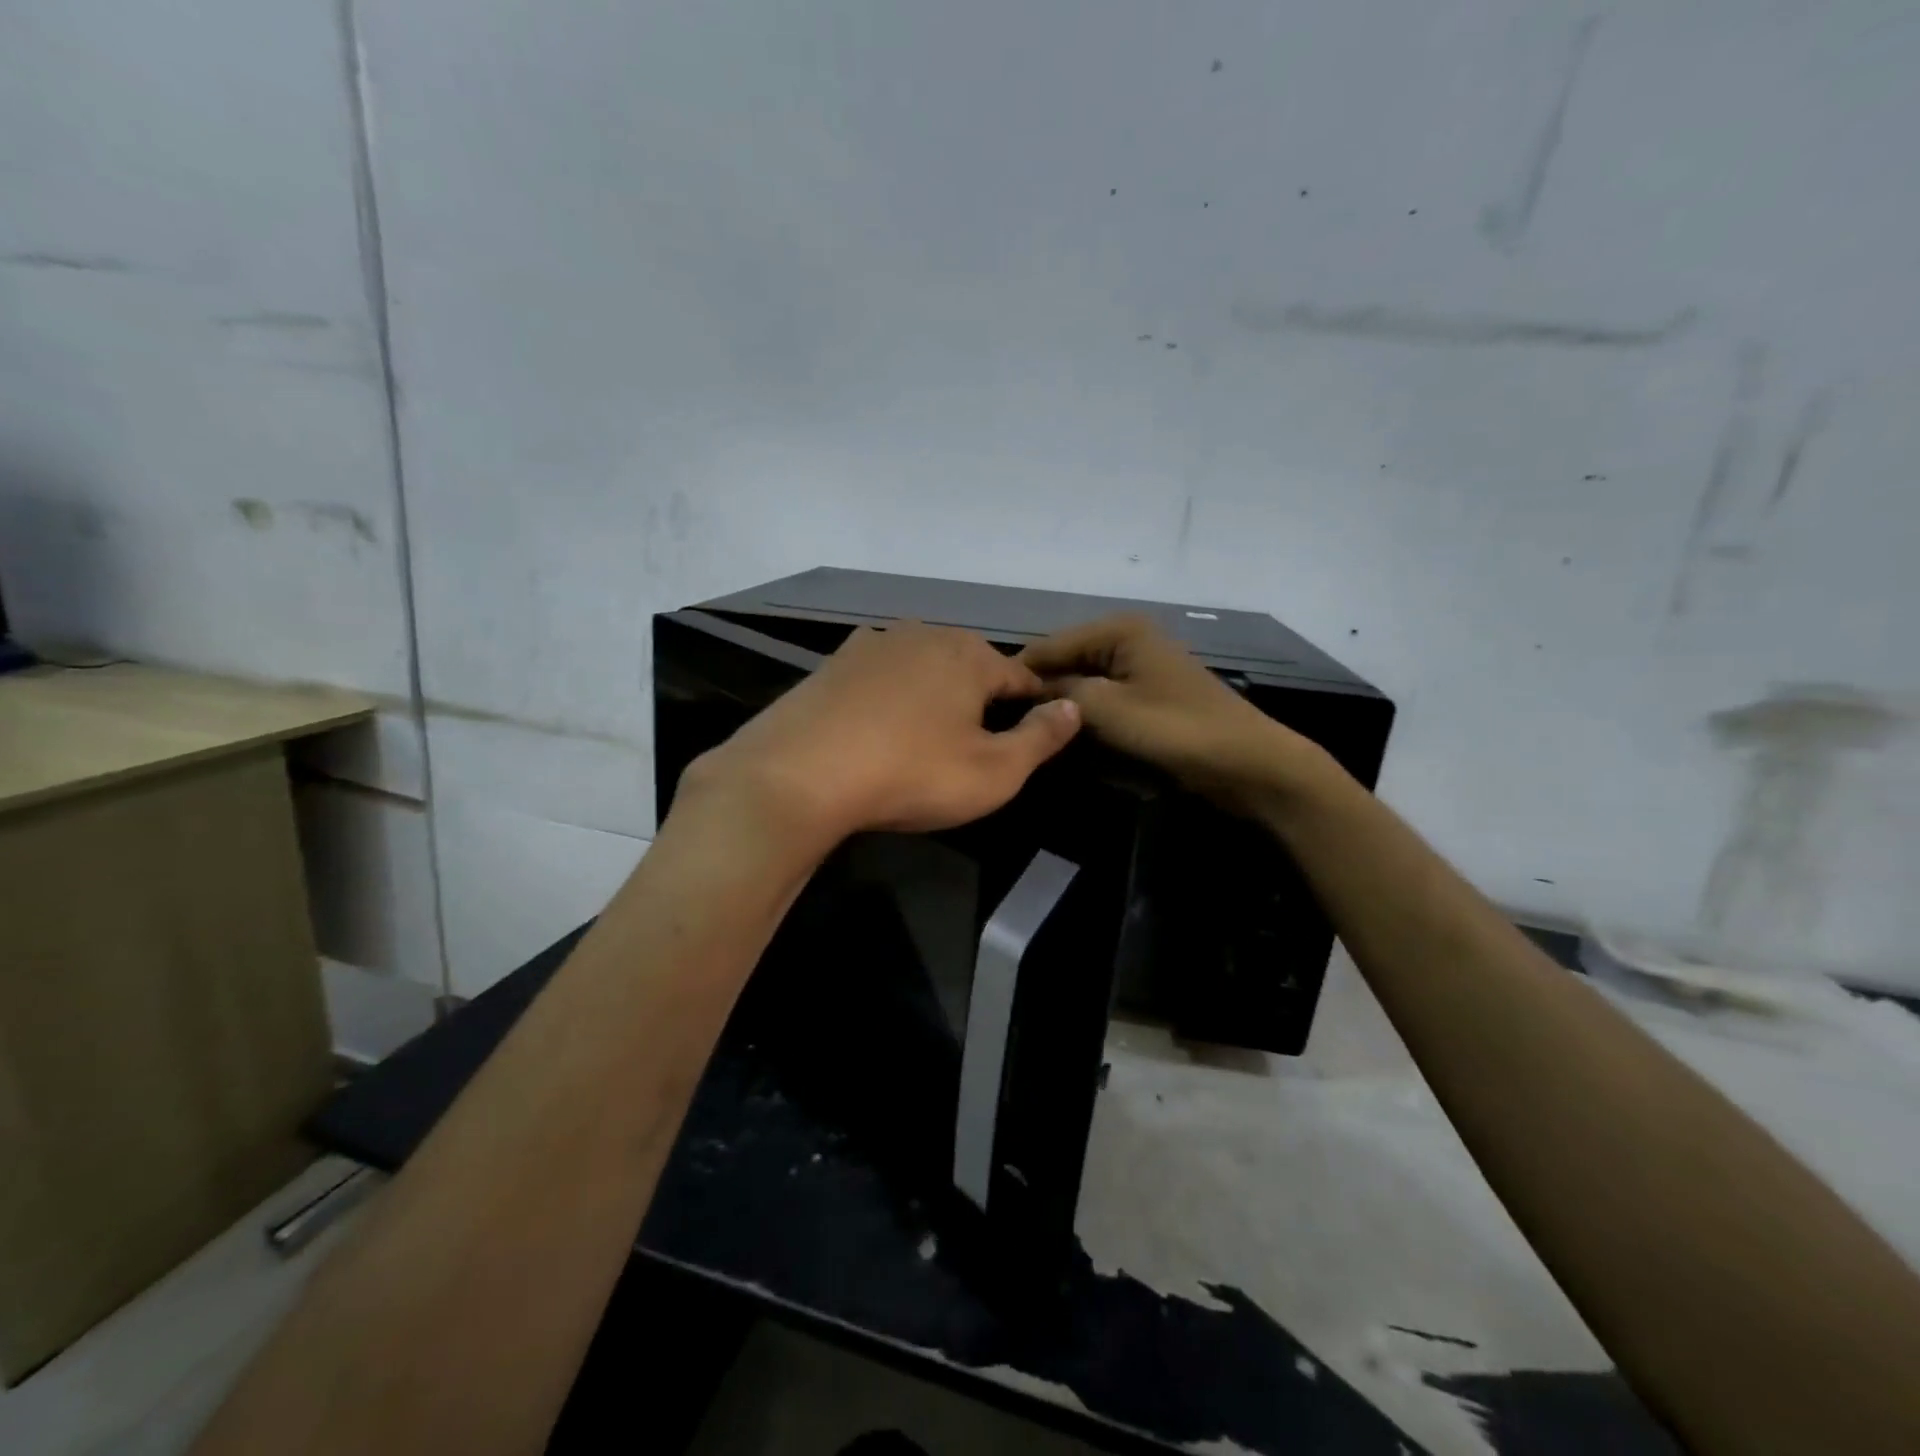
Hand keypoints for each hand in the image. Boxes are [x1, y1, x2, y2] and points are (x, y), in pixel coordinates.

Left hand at [684, 622, 1081, 844]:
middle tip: (974, 745)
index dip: (1032, 705)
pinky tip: (879, 728)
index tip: (1033, 733)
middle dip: (980, 698)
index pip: (1020, 675)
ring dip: (933, 696)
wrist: (799, 775)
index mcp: (969, 655)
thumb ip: (1041, 738)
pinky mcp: (832, 664)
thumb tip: (1072, 707)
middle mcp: (923, 635)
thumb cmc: (911, 773)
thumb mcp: (994, 772)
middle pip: (969, 665)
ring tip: (927, 737)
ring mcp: (872, 644)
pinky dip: (890, 698)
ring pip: (922, 668)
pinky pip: (880, 678)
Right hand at [1019, 615, 1320, 811]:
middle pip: (1065, 661)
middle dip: (1040, 690)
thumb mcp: (1108, 710)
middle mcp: (1127, 638)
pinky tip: (1067, 734)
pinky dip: (1085, 713)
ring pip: (1082, 682)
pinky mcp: (1147, 693)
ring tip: (1030, 731)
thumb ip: (1060, 694)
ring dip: (1062, 705)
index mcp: (1118, 630)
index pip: (1048, 646)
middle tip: (1006, 725)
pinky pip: (1103, 697)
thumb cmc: (1176, 730)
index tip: (987, 708)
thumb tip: (1025, 691)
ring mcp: (1139, 666)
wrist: (1247, 763)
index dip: (1018, 676)